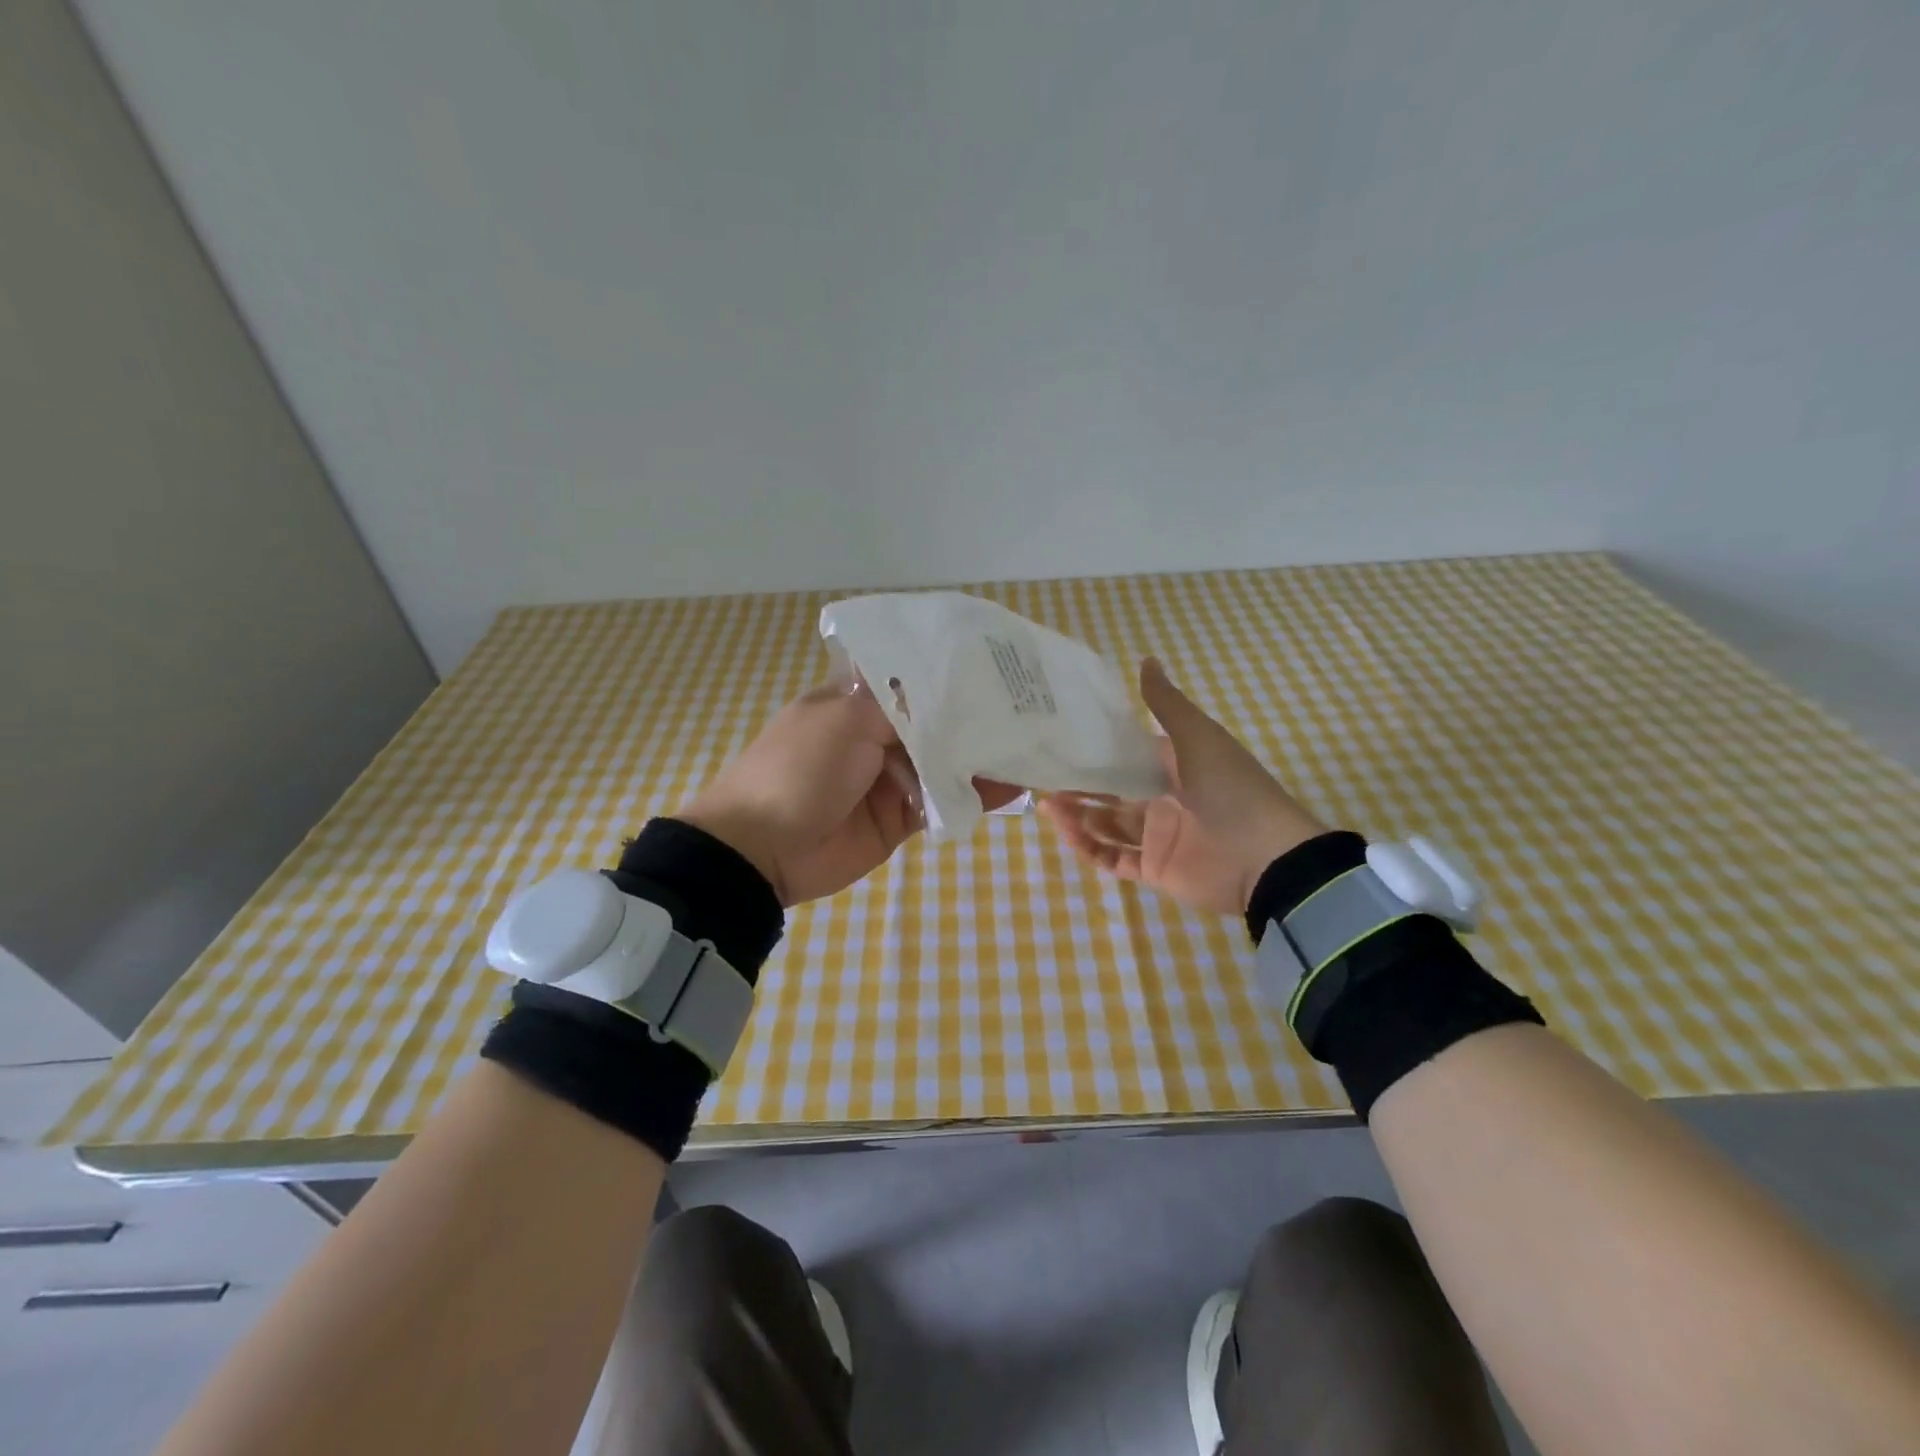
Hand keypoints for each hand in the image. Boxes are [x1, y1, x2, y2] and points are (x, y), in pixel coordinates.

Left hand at [678, 681, 1019, 905]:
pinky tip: (1014, 786)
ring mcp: (890, 776)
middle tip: (1032, 705)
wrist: (761, 850)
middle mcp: (876, 733)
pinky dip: (975, 796)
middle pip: (936, 720)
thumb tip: (950, 695)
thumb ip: (903, 708)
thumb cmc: (798, 769)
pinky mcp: (901, 817)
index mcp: (855, 699)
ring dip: (983, 756)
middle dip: (977, 715)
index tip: (999, 664)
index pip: (913, 677)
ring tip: (1033, 745)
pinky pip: (944, 801)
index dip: (952, 672)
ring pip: (946, 761)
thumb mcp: (845, 718)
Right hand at [1040, 658, 1329, 914]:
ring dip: (1077, 815)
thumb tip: (1146, 659)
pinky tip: (1067, 833)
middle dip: (1078, 786)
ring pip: (1105, 824)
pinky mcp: (1154, 869)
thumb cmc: (1230, 788)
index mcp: (1173, 766)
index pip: (1125, 756)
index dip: (1094, 749)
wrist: (1265, 857)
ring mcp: (1157, 836)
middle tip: (1042, 777)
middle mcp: (1162, 799)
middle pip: (1110, 792)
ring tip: (1047, 805)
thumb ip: (1166, 704)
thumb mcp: (1198, 737)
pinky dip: (1089, 847)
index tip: (1059, 741)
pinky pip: (1113, 858)